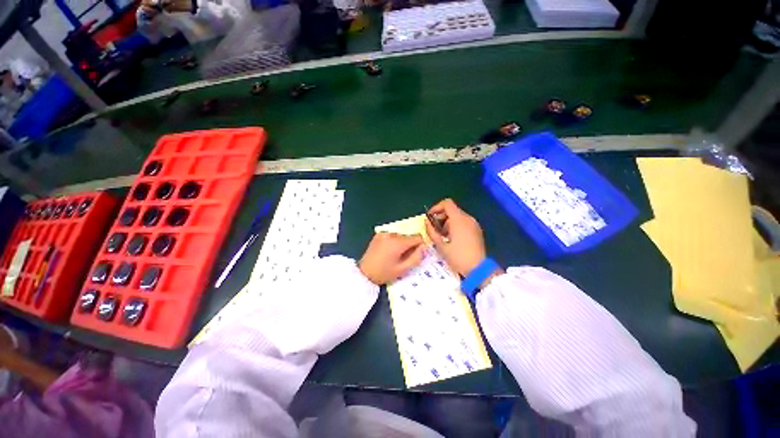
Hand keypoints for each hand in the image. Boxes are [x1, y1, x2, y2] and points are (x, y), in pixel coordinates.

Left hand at [359, 233, 425, 284]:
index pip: (417, 237)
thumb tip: (425, 247)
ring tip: (393, 256)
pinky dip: (393, 242)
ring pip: (401, 236)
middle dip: (409, 246)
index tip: (414, 255)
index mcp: (398, 242)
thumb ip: (416, 257)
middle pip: (408, 236)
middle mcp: (391, 234)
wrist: (364, 273)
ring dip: (401, 244)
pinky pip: (392, 236)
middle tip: (402, 258)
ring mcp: (383, 233)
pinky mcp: (378, 234)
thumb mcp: (403, 269)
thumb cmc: (384, 273)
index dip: (419, 246)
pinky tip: (387, 252)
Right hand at [425, 199, 487, 276]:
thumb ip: (431, 231)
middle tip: (435, 229)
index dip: (436, 207)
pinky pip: (464, 222)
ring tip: (443, 236)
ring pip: (457, 216)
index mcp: (458, 220)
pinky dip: (455, 225)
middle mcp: (468, 218)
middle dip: (441, 217)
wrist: (479, 269)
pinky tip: (452, 238)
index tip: (430, 217)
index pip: (447, 203)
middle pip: (452, 210)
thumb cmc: (458, 257)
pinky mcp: (477, 230)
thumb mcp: (441, 246)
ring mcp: (474, 224)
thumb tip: (426, 222)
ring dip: (447, 222)